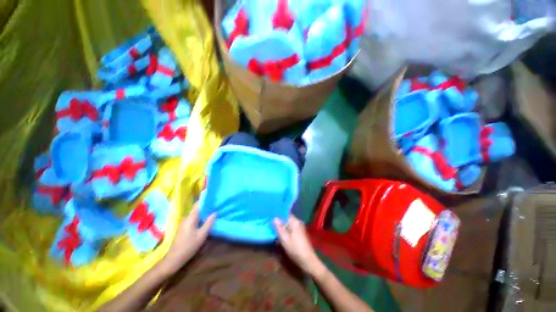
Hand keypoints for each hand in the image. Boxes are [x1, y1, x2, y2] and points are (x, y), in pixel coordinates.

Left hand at [159, 203, 215, 274]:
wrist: (174, 259)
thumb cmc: (188, 246)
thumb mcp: (202, 235)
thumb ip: (208, 223)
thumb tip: (214, 213)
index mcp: (190, 218)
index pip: (198, 204)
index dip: (205, 199)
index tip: (213, 195)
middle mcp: (186, 218)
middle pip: (197, 208)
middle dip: (206, 205)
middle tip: (216, 204)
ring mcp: (184, 223)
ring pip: (195, 214)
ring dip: (203, 212)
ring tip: (213, 210)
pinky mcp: (184, 228)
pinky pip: (193, 219)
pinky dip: (200, 217)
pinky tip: (206, 220)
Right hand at [274, 216, 325, 277]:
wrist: (308, 261)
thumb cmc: (295, 249)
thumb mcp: (285, 239)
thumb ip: (279, 228)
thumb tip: (275, 218)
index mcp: (295, 222)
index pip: (285, 213)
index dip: (278, 214)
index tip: (271, 214)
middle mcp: (298, 223)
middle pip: (287, 219)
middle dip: (279, 221)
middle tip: (270, 222)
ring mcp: (299, 228)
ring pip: (288, 224)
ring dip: (282, 226)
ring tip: (273, 228)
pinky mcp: (299, 234)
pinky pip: (291, 229)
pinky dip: (285, 231)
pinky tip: (280, 235)